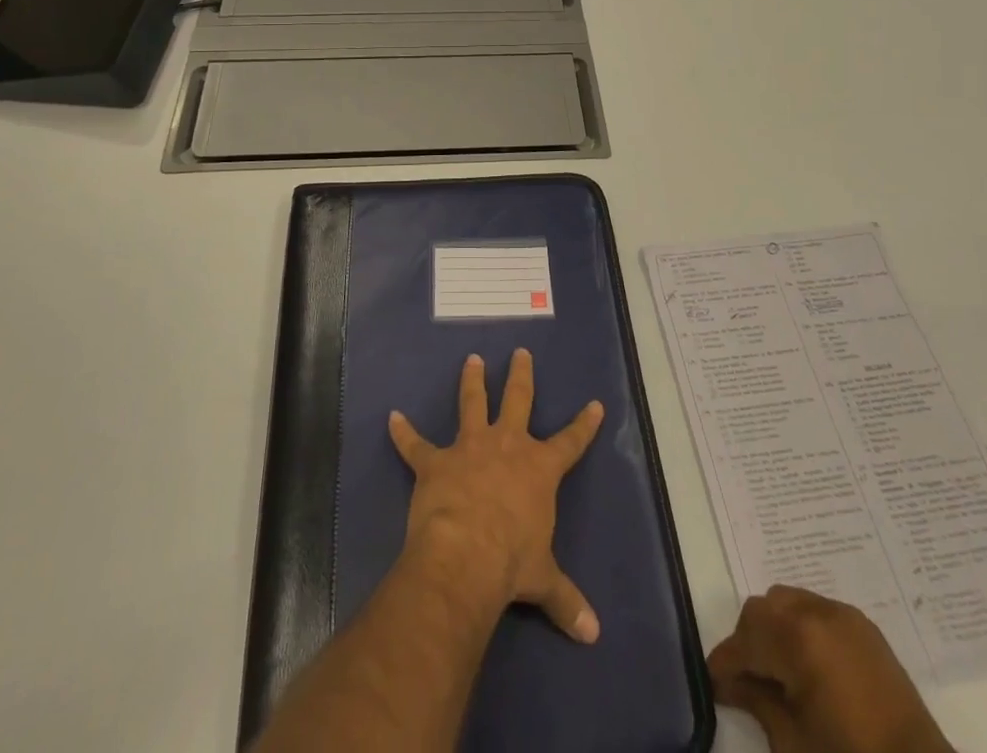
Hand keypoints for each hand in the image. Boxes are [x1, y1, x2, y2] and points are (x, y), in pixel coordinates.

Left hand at [389, 349, 605, 643]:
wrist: (465, 555)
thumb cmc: (512, 562)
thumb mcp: (544, 581)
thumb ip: (566, 600)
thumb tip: (593, 634)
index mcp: (539, 468)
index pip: (571, 442)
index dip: (584, 424)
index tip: (594, 404)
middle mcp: (507, 445)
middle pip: (518, 399)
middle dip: (521, 376)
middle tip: (520, 352)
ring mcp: (469, 448)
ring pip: (472, 403)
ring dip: (472, 382)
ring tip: (471, 360)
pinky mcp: (435, 461)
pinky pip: (416, 444)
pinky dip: (403, 433)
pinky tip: (392, 418)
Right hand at [708, 586, 951, 752]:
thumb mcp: (794, 743)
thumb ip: (757, 702)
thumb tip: (728, 683)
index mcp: (798, 638)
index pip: (745, 639)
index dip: (725, 661)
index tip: (714, 682)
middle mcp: (818, 611)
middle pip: (764, 610)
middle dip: (749, 641)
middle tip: (746, 680)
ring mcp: (844, 615)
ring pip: (788, 602)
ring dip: (775, 629)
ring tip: (778, 671)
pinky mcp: (864, 627)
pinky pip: (817, 610)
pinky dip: (802, 628)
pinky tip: (806, 665)